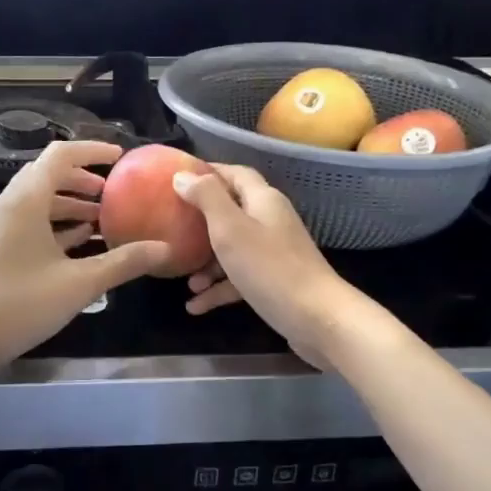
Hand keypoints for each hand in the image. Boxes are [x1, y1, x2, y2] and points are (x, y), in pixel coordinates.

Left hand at [0, 140, 172, 375]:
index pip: (60, 155)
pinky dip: (56, 223)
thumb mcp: (80, 283)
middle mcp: (10, 205)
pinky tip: (81, 242)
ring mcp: (1, 227)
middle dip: (82, 178)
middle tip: (113, 191)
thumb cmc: (21, 303)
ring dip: (70, 203)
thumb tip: (165, 249)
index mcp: (26, 200)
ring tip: (103, 217)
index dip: (92, 150)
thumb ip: (124, 262)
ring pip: (39, 200)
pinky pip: (31, 221)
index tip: (121, 157)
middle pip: (48, 174)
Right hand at [173, 164, 370, 368]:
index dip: (209, 172)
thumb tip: (182, 176)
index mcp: (263, 200)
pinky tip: (195, 306)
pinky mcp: (273, 281)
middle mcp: (270, 221)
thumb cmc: (269, 267)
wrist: (317, 318)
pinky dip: (218, 288)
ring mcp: (273, 253)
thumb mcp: (230, 228)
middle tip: (173, 229)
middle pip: (231, 212)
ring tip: (185, 280)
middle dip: (200, 222)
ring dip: (207, 263)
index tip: (178, 179)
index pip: (235, 174)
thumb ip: (206, 198)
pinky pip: (239, 278)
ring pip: (232, 249)